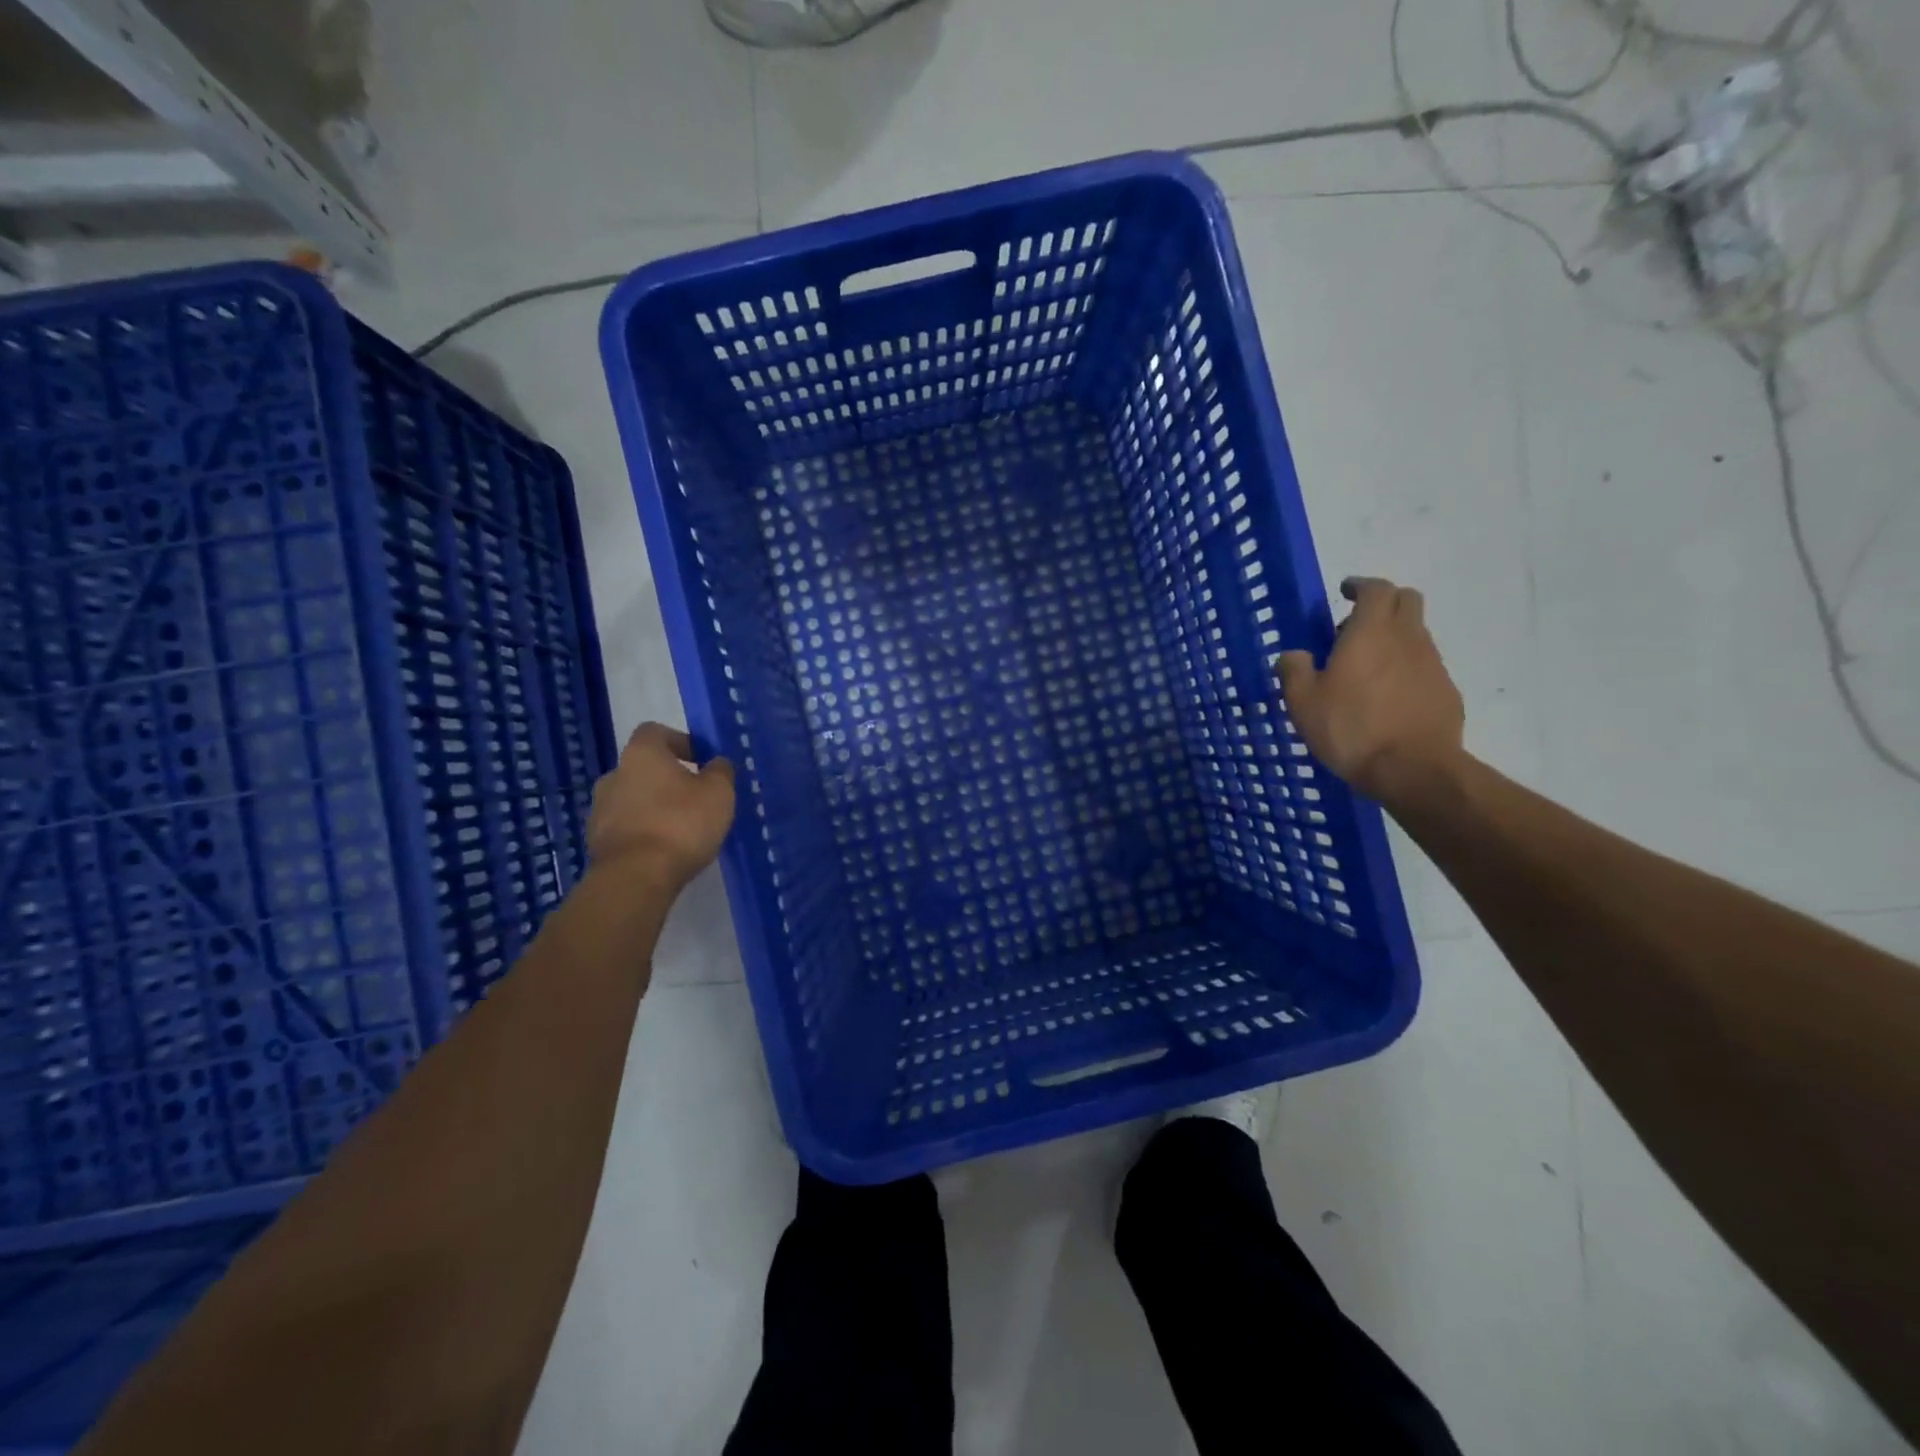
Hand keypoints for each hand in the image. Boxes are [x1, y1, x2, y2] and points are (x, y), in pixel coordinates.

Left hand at [586, 723, 735, 891]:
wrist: (635, 877)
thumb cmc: (681, 823)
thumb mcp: (719, 792)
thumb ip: (721, 771)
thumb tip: (717, 763)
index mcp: (641, 755)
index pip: (655, 731)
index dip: (679, 741)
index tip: (700, 759)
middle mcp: (614, 775)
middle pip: (643, 767)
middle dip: (668, 778)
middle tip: (695, 797)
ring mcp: (600, 809)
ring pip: (633, 798)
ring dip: (654, 806)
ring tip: (681, 828)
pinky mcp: (597, 841)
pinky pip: (626, 827)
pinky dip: (644, 831)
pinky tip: (664, 849)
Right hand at [1276, 577, 1465, 805]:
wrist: (1413, 769)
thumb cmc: (1350, 728)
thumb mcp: (1303, 702)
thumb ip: (1294, 670)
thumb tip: (1295, 655)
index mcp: (1371, 632)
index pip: (1376, 588)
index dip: (1360, 586)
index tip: (1345, 592)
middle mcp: (1407, 638)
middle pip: (1406, 600)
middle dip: (1383, 603)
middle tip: (1354, 626)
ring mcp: (1432, 664)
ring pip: (1415, 634)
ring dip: (1393, 638)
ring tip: (1366, 669)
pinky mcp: (1446, 691)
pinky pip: (1424, 666)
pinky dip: (1405, 668)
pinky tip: (1387, 698)